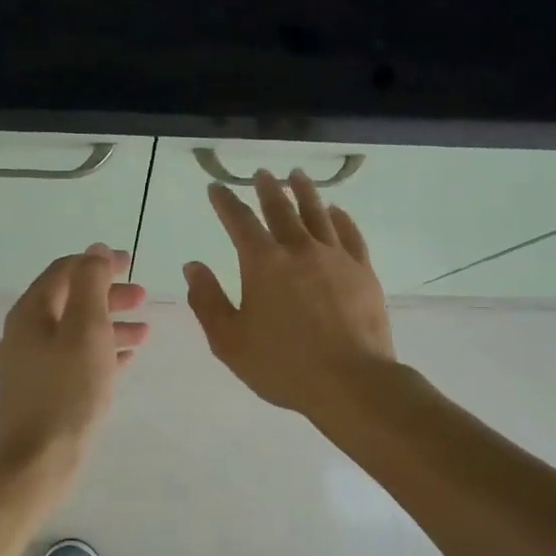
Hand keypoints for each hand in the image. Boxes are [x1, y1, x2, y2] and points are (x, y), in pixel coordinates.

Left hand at [0, 243, 148, 470]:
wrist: (38, 462)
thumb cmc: (67, 391)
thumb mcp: (85, 328)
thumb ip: (91, 284)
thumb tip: (94, 249)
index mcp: (32, 313)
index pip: (65, 271)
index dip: (98, 262)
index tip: (131, 263)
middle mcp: (28, 333)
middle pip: (72, 300)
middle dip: (109, 294)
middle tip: (143, 296)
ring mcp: (35, 363)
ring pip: (78, 330)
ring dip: (111, 324)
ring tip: (145, 330)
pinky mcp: (46, 389)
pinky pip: (78, 358)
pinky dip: (103, 350)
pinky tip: (128, 358)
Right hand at [184, 171, 394, 417]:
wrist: (351, 382)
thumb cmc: (283, 365)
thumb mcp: (230, 341)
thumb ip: (207, 301)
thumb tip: (193, 266)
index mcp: (263, 263)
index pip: (240, 221)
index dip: (225, 202)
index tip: (217, 188)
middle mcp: (299, 249)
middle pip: (281, 209)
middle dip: (268, 189)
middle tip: (262, 174)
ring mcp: (335, 257)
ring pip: (318, 213)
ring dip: (305, 192)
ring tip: (297, 176)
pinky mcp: (362, 270)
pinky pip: (350, 234)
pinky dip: (341, 217)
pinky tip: (337, 211)